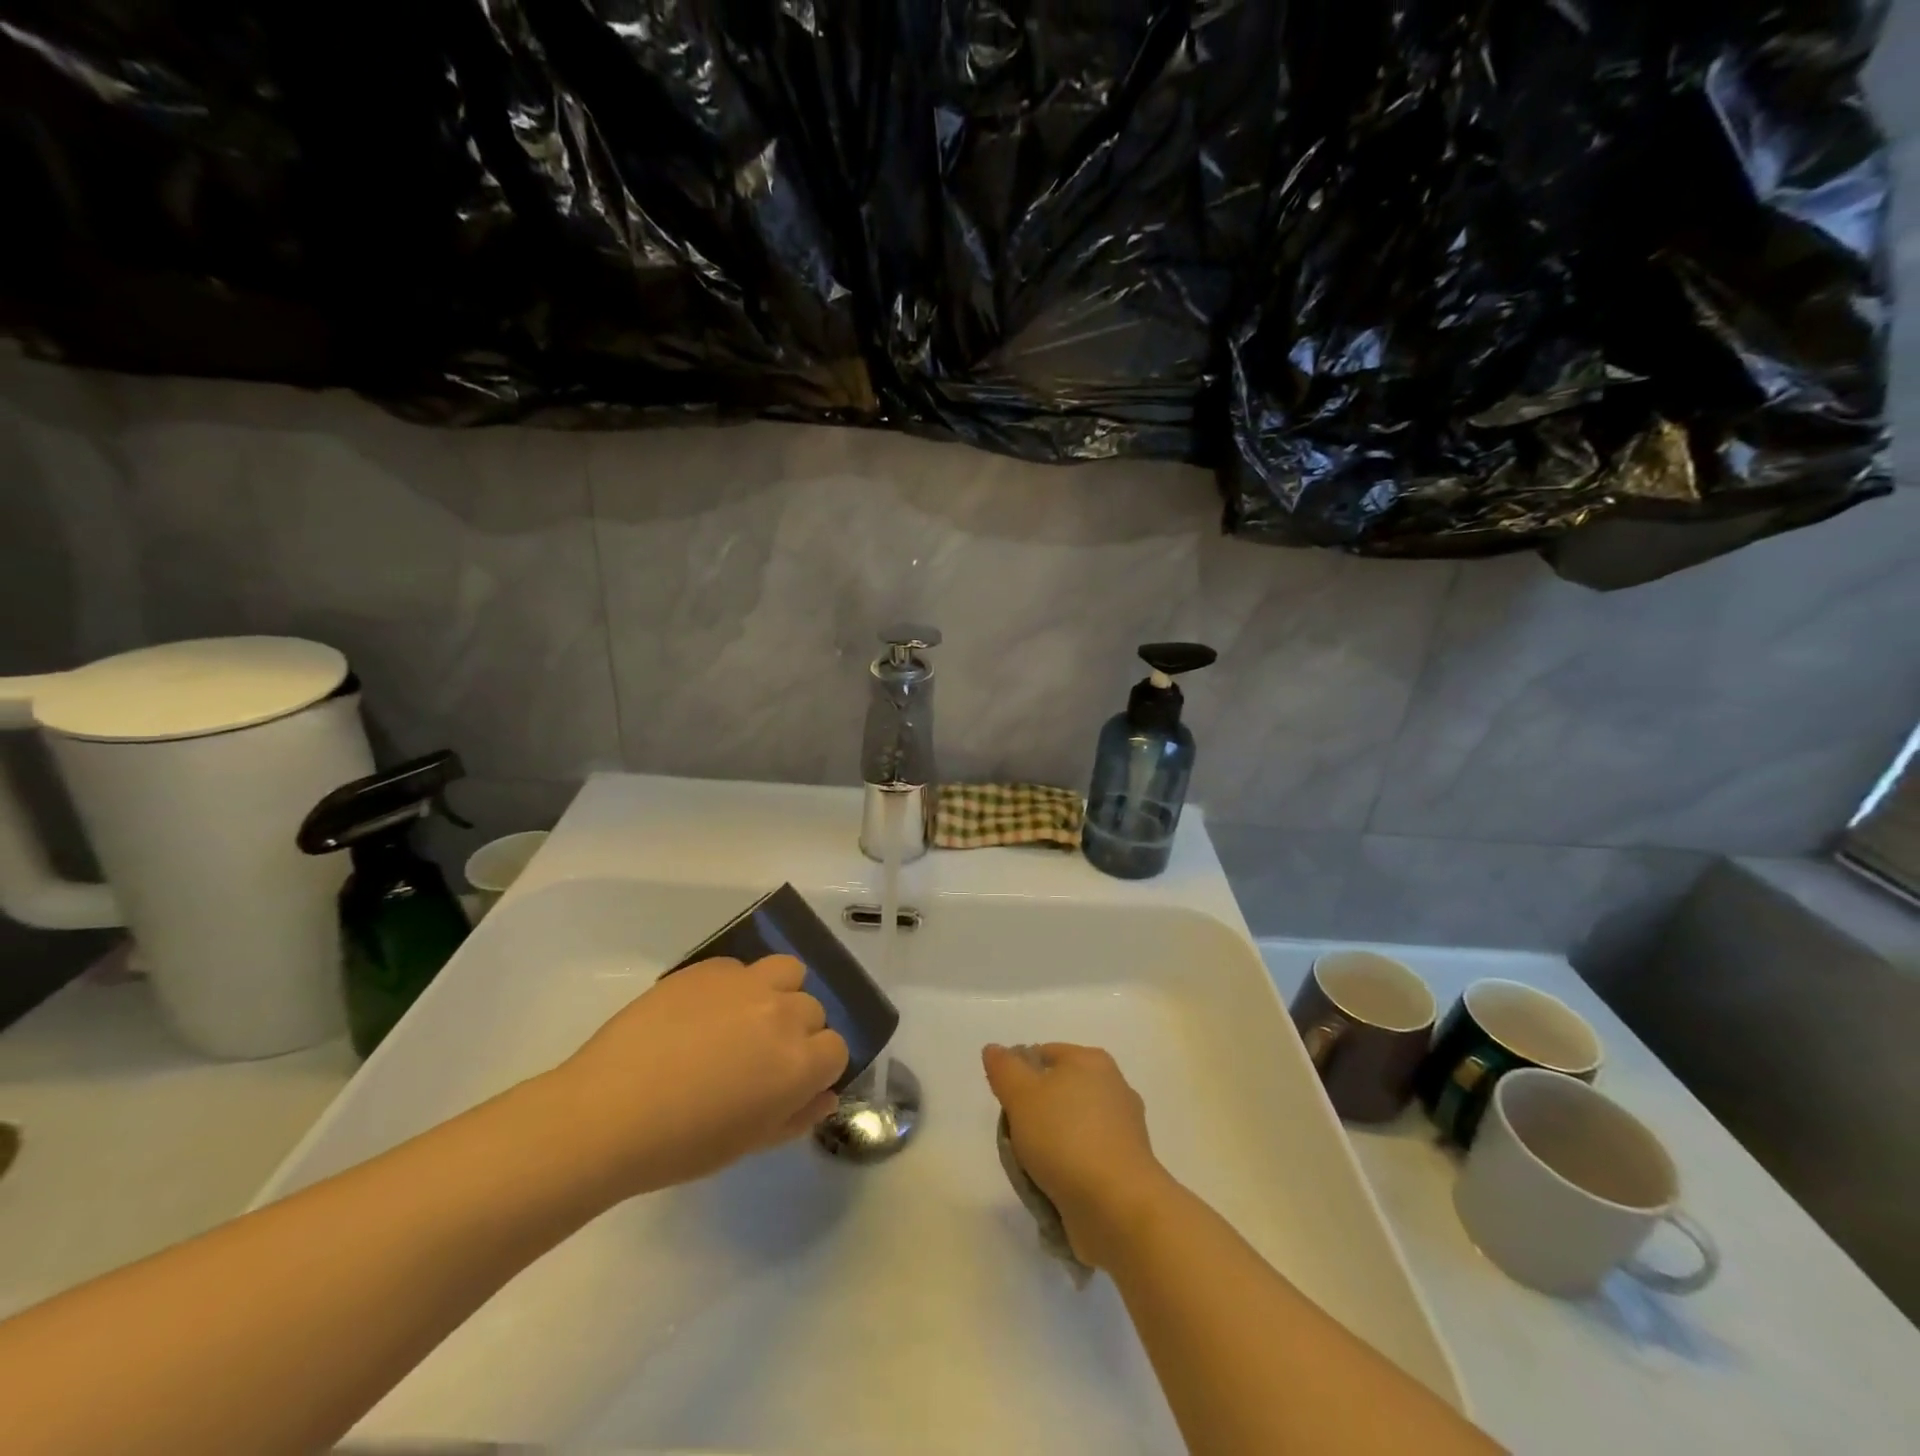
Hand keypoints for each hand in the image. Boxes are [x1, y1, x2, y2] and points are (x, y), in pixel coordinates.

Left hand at [546, 956, 847, 1200]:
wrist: (607, 1113)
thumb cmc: (680, 1145)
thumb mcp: (748, 1143)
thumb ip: (796, 1116)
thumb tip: (825, 1095)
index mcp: (799, 1063)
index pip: (836, 1049)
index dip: (815, 1067)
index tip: (788, 1082)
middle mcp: (783, 1014)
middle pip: (813, 1010)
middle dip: (796, 1032)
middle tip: (758, 1057)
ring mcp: (747, 983)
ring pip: (789, 972)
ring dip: (778, 992)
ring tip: (745, 1017)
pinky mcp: (711, 967)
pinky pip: (741, 967)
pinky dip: (735, 986)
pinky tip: (702, 1013)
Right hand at [982, 1042, 1173, 1267]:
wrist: (1118, 1206)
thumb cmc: (1066, 1138)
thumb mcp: (1021, 1095)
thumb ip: (1004, 1068)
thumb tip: (994, 1050)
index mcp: (1092, 1061)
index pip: (1044, 1054)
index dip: (1018, 1075)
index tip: (1006, 1106)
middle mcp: (1114, 1087)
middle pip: (1058, 1091)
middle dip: (1034, 1114)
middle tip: (1017, 1138)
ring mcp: (1125, 1129)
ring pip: (1072, 1127)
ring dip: (1051, 1145)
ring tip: (1034, 1169)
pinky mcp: (1128, 1166)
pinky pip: (1087, 1158)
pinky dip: (1071, 1168)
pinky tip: (1056, 1186)